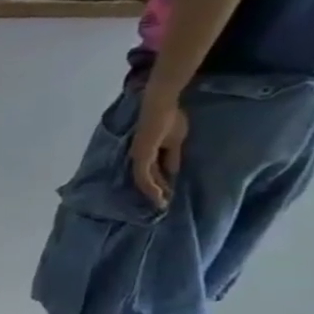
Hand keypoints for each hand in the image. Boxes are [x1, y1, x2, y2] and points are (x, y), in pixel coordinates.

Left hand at [129, 89, 188, 209]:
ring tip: (161, 205)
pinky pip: (143, 175)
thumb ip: (171, 157)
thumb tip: (173, 173)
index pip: (152, 174)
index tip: (168, 197)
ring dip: (153, 193)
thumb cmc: (169, 119)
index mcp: (146, 154)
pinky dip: (150, 186)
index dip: (160, 185)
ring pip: (143, 181)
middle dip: (155, 193)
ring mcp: (138, 156)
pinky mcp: (140, 155)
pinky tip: (157, 196)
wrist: (161, 106)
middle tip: (162, 207)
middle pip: (146, 180)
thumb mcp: (175, 143)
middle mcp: (139, 157)